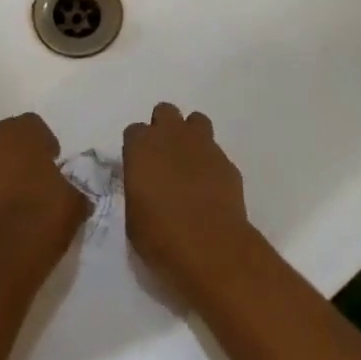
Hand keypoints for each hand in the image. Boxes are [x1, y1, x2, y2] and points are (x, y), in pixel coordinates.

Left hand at [0, 113, 88, 257]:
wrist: (6, 252)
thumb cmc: (44, 213)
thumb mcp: (76, 197)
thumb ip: (74, 183)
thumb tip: (73, 189)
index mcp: (23, 130)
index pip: (35, 125)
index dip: (46, 144)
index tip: (54, 164)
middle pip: (9, 136)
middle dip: (22, 150)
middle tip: (37, 175)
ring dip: (4, 166)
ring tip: (19, 191)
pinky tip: (4, 206)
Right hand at [122, 103, 250, 297]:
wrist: (211, 247)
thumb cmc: (161, 236)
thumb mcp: (133, 217)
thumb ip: (137, 189)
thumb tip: (146, 187)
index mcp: (141, 146)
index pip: (134, 131)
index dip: (136, 148)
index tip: (139, 168)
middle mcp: (171, 135)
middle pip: (165, 112)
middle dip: (163, 128)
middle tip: (163, 158)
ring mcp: (203, 144)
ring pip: (195, 121)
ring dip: (190, 136)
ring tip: (189, 163)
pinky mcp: (227, 161)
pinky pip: (216, 151)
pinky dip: (211, 163)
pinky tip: (210, 187)